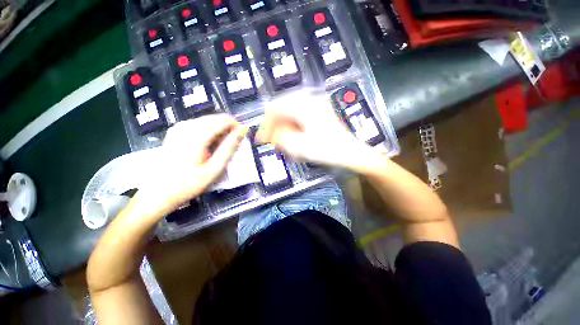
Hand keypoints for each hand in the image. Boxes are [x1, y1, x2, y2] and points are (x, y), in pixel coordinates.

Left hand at [136, 114, 246, 216]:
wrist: (158, 193)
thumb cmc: (188, 184)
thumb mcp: (214, 168)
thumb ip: (229, 147)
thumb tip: (242, 131)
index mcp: (196, 135)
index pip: (224, 120)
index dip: (237, 127)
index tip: (242, 138)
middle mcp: (186, 126)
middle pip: (216, 118)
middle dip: (228, 129)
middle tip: (232, 147)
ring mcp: (179, 127)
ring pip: (208, 120)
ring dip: (219, 131)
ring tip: (220, 149)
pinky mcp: (176, 131)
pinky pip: (199, 124)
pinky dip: (209, 132)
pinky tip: (208, 146)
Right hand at [256, 93, 381, 172]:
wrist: (350, 152)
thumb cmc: (327, 149)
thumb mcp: (299, 146)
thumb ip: (280, 138)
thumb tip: (270, 134)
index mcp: (303, 105)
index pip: (274, 108)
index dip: (265, 124)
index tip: (262, 139)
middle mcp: (308, 99)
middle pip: (281, 108)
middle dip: (275, 126)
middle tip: (272, 141)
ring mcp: (315, 104)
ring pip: (290, 112)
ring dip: (283, 126)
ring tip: (283, 141)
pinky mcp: (318, 111)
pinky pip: (298, 116)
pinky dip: (292, 126)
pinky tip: (293, 137)